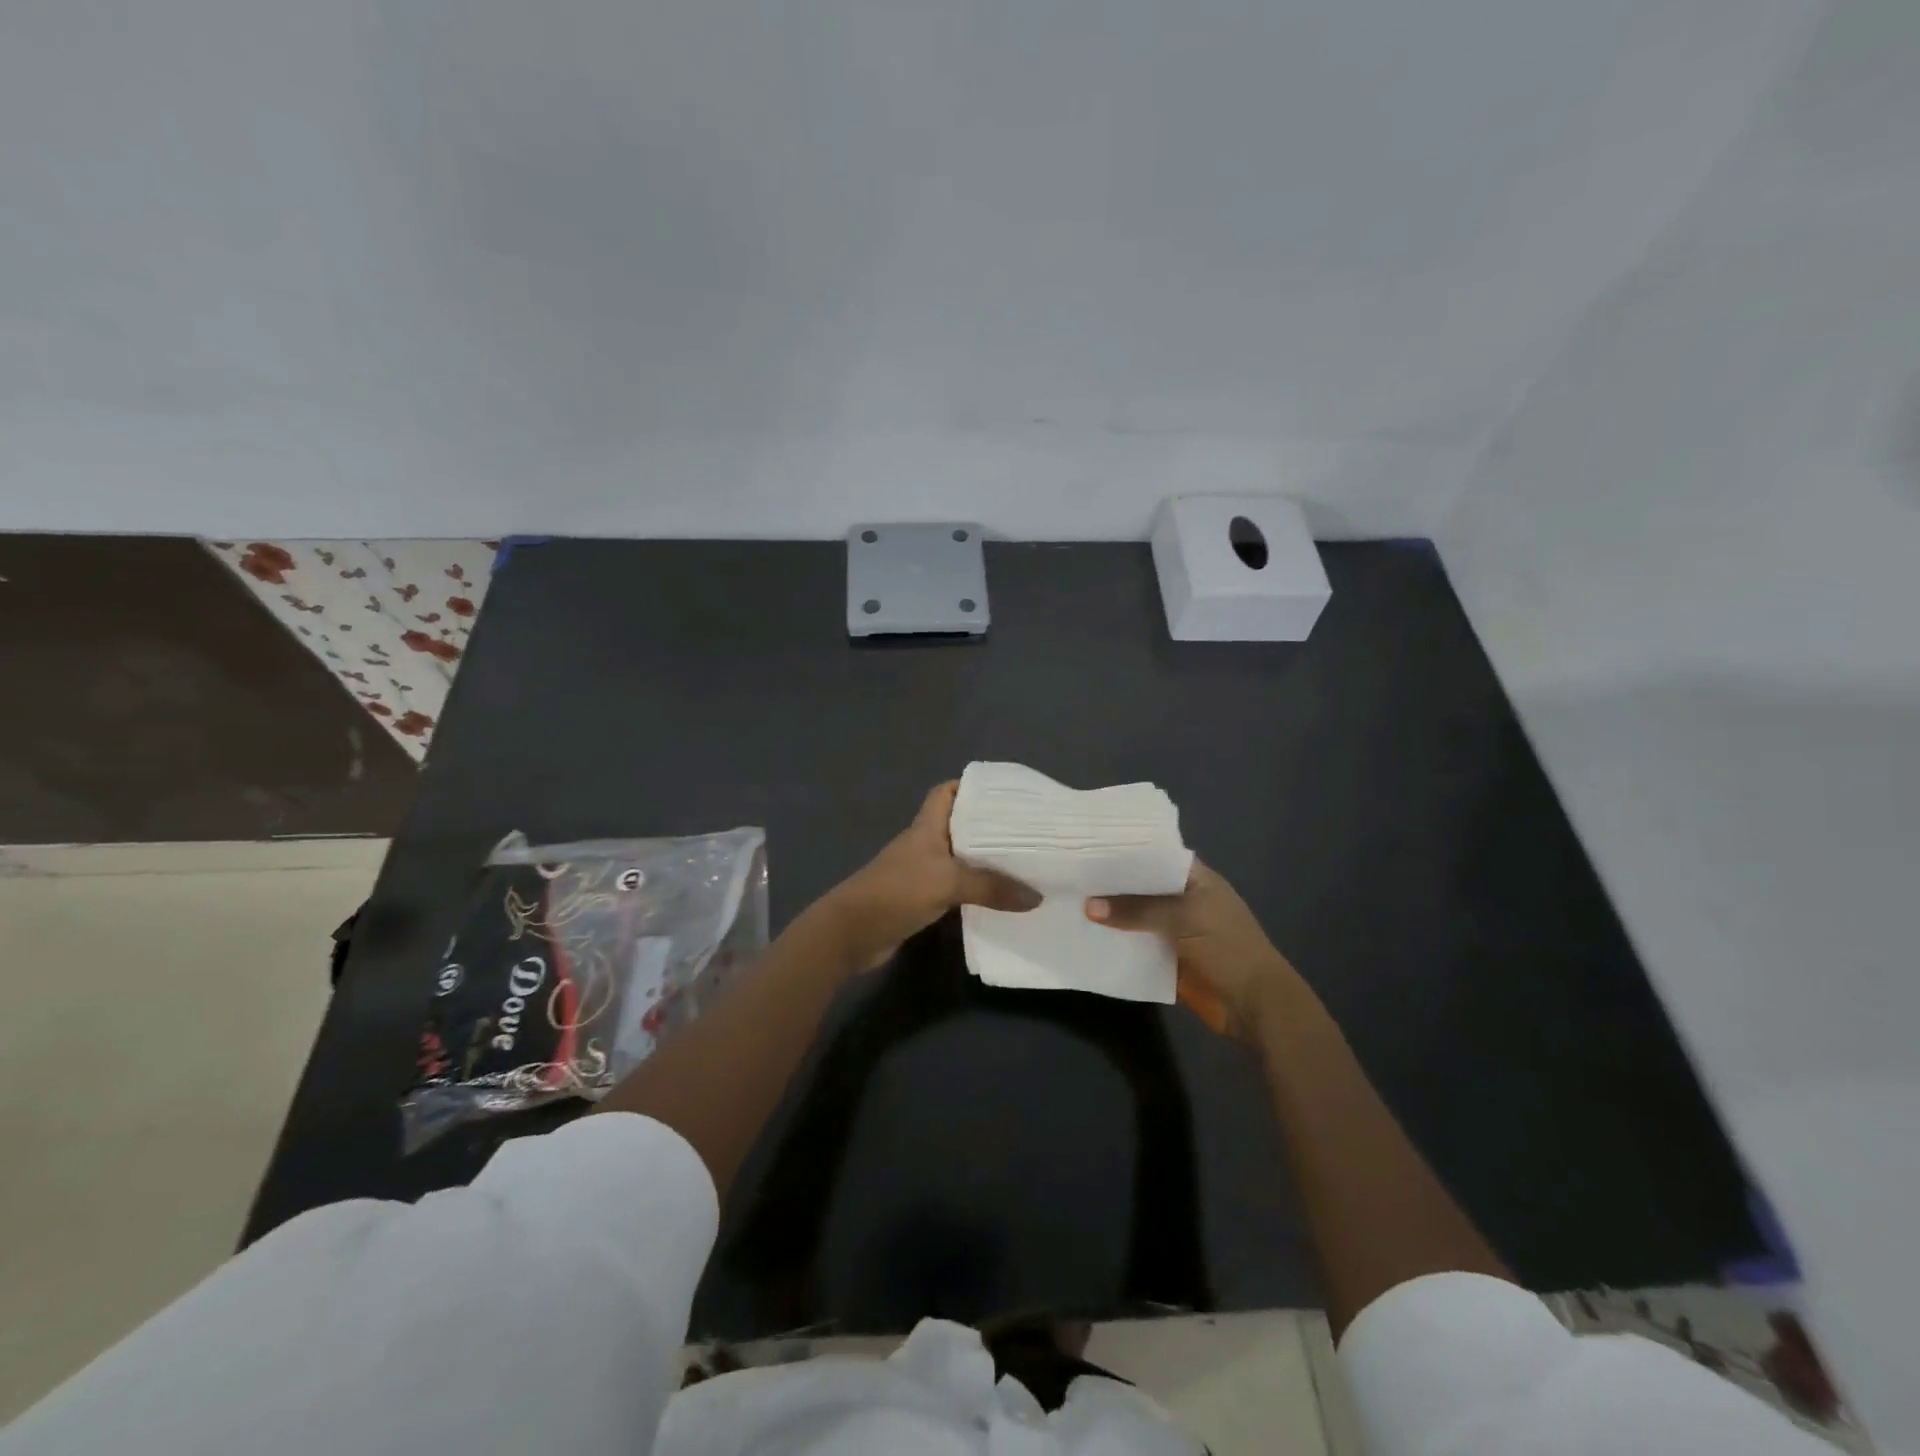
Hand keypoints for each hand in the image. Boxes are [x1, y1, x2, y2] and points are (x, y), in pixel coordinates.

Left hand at [828, 782, 1039, 969]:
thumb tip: (1037, 896)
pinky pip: (956, 888)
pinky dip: (976, 891)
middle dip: (990, 826)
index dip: (970, 787)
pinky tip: (1001, 899)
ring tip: (1024, 863)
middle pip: (959, 826)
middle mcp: (925, 844)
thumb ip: (991, 887)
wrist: (852, 934)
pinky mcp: (922, 899)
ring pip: (960, 859)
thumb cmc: (896, 892)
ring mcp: (922, 873)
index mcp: (926, 827)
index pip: (946, 792)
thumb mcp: (947, 882)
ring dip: (985, 861)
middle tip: (1027, 830)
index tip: (1005, 793)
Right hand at [1086, 860, 1296, 1041]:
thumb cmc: (1227, 948)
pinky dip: (1115, 940)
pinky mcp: (1166, 956)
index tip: (1087, 845)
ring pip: (1135, 915)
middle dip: (1110, 883)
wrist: (1255, 1005)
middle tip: (1068, 873)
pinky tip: (1085, 934)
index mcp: (1194, 877)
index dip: (1124, 850)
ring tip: (1067, 900)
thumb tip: (1088, 905)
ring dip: (1109, 913)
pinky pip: (1135, 943)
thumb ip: (1136, 909)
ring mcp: (1174, 928)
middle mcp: (1182, 897)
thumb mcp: (1183, 918)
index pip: (1154, 853)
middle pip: (1141, 885)